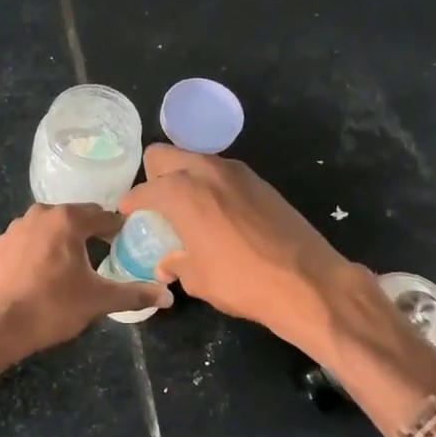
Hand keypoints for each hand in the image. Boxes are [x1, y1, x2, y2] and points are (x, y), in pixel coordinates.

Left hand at [0, 204, 172, 391]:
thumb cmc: (52, 308)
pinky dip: (39, 250)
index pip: (103, 215)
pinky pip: (27, 241)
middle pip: (74, 216)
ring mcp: (14, 228)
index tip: (128, 240)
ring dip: (63, 238)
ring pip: (48, 227)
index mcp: (67, 220)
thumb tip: (168, 296)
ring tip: (76, 262)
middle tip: (105, 251)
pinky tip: (43, 272)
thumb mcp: (98, 300)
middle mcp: (39, 214)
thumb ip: (135, 294)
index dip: (118, 228)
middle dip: (91, 231)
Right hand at [120, 146, 435, 436]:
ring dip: (184, 177)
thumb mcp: (198, 279)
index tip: (127, 214)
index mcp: (182, 192)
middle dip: (154, 175)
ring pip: (196, 160)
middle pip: (165, 155)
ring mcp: (237, 172)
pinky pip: (222, 174)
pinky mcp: (260, 181)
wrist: (307, 281)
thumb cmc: (242, 281)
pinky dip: (211, 186)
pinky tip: (217, 214)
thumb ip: (176, 264)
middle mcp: (206, 171)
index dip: (131, 203)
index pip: (143, 189)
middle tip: (155, 204)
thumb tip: (167, 264)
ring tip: (186, 208)